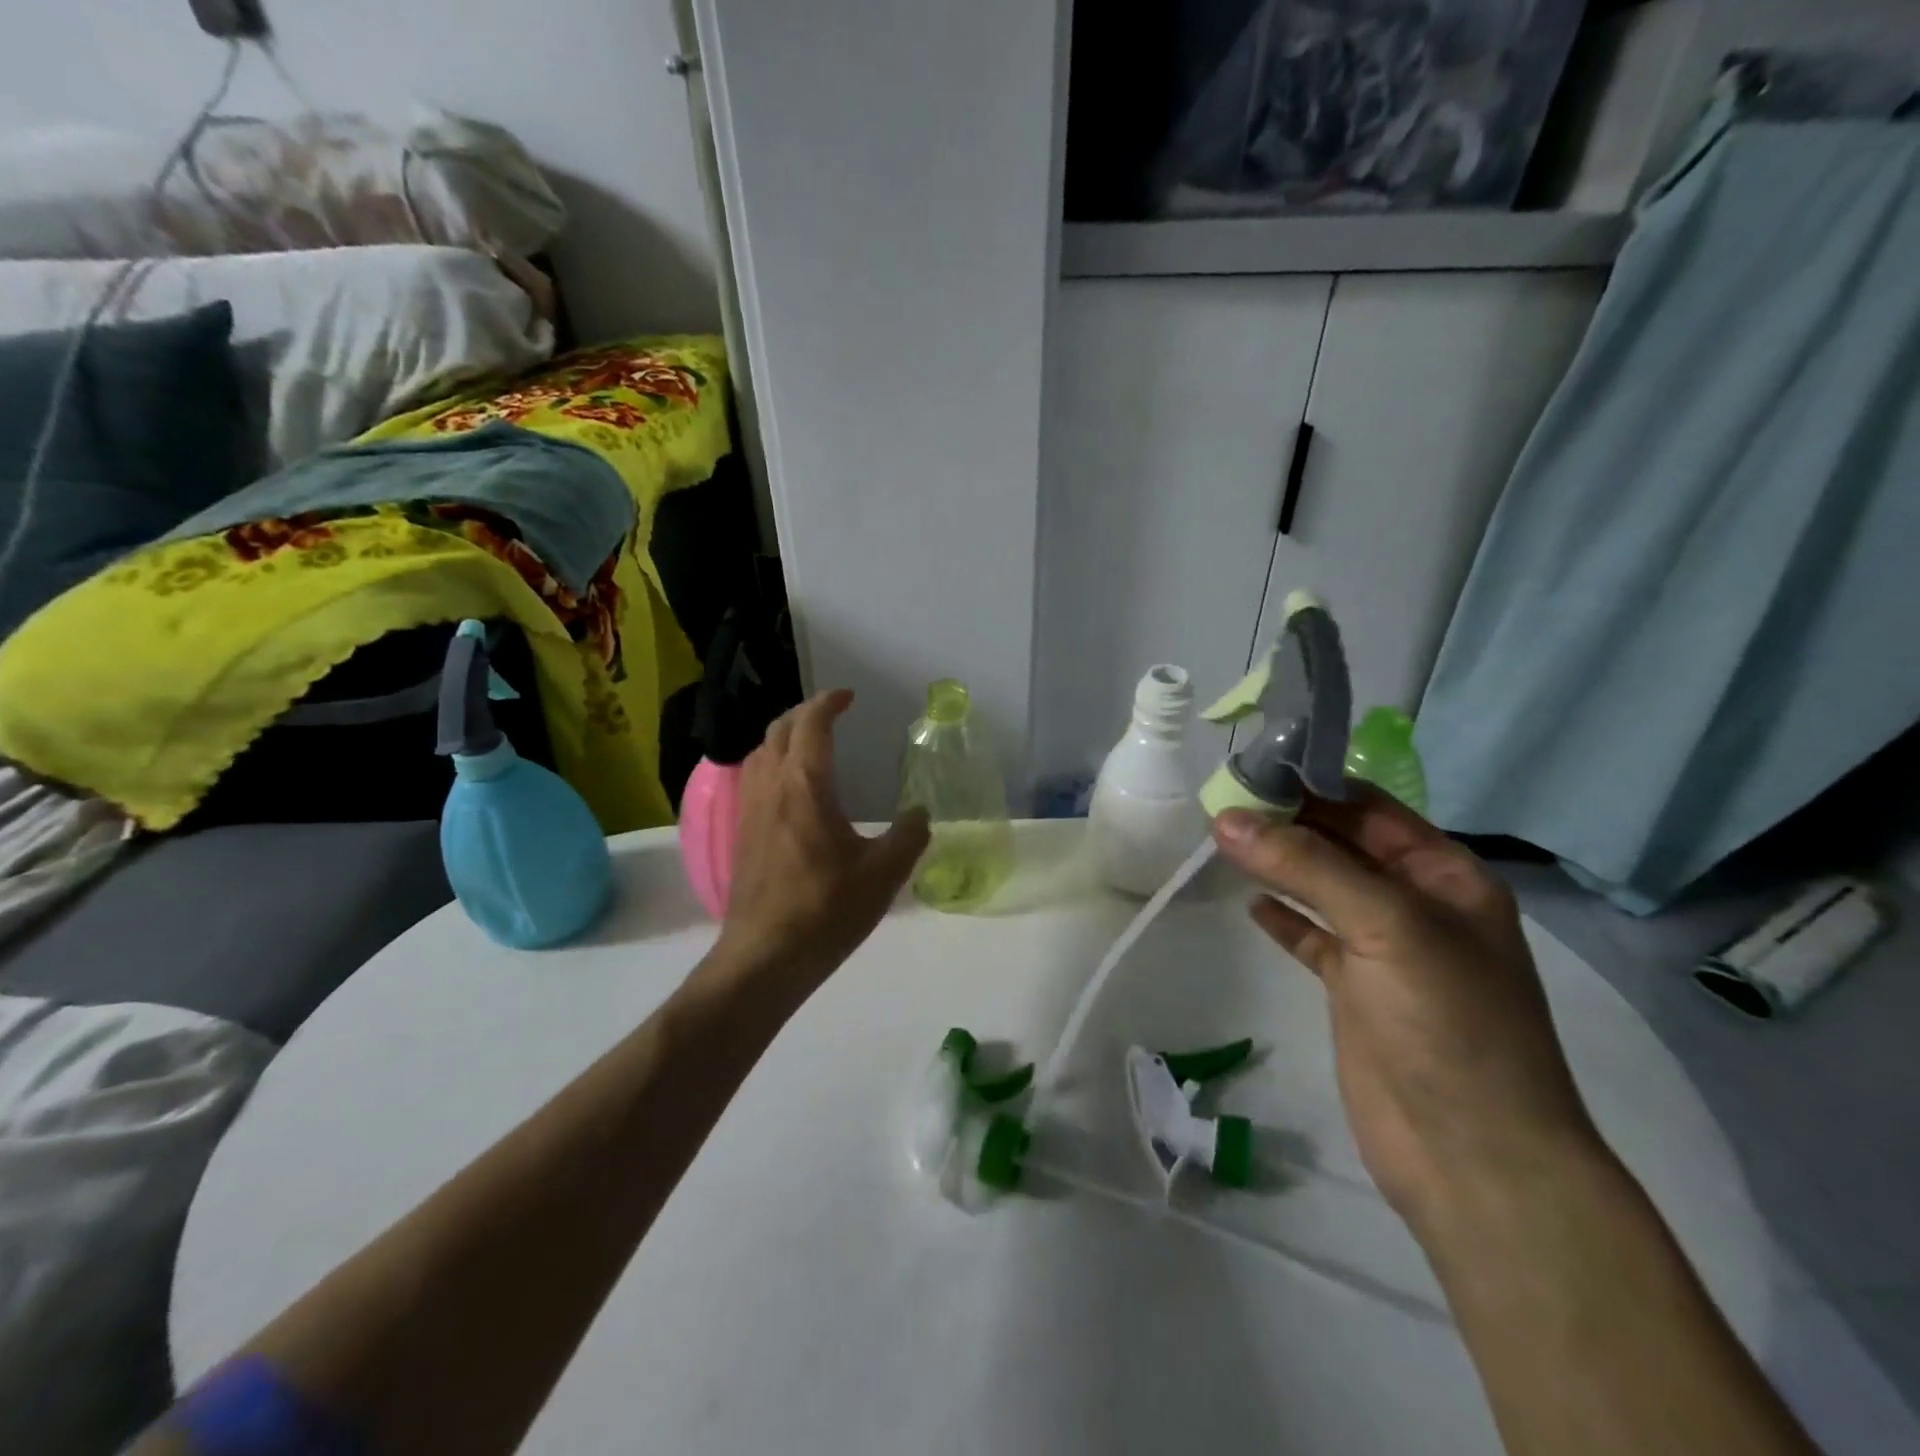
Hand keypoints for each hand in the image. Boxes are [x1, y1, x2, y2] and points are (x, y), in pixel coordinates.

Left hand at [707, 690, 928, 1001]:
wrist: (765, 957)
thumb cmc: (826, 910)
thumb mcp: (883, 874)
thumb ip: (909, 837)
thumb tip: (922, 814)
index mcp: (804, 786)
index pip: (810, 725)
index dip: (828, 703)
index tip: (848, 696)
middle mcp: (771, 788)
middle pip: (778, 731)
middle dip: (803, 714)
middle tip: (830, 714)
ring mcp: (750, 811)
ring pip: (759, 753)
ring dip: (783, 737)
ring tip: (809, 744)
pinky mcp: (741, 835)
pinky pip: (753, 779)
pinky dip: (771, 763)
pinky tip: (789, 789)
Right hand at [1212, 785, 1604, 1231]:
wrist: (1475, 1158)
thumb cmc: (1448, 1023)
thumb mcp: (1385, 925)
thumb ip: (1305, 866)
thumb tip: (1226, 818)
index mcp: (1445, 875)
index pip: (1370, 808)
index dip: (1312, 783)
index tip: (1248, 768)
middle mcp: (1416, 903)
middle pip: (1340, 844)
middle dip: (1286, 821)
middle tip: (1219, 800)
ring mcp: (1383, 949)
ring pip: (1320, 887)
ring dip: (1276, 864)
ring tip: (1220, 839)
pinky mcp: (1353, 990)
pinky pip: (1310, 936)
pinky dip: (1281, 917)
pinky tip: (1249, 903)